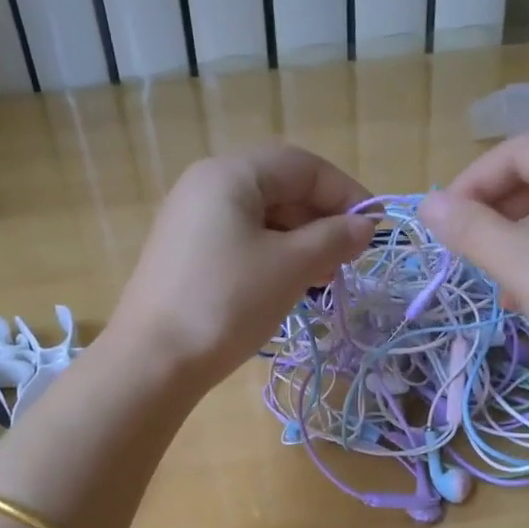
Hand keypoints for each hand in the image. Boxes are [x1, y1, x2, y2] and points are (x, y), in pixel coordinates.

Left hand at [107, 144, 373, 390]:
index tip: (374, 230)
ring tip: (326, 277)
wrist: (153, 361)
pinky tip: (290, 285)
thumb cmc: (227, 302)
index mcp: (230, 174)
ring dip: (300, 241)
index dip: (345, 193)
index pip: (302, 166)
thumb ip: (334, 238)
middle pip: (280, 188)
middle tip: (350, 258)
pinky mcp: (184, 254)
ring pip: (261, 218)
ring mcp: (190, 221)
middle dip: (322, 219)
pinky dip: (272, 256)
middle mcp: (205, 186)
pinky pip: (240, 240)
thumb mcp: (290, 267)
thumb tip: (366, 226)